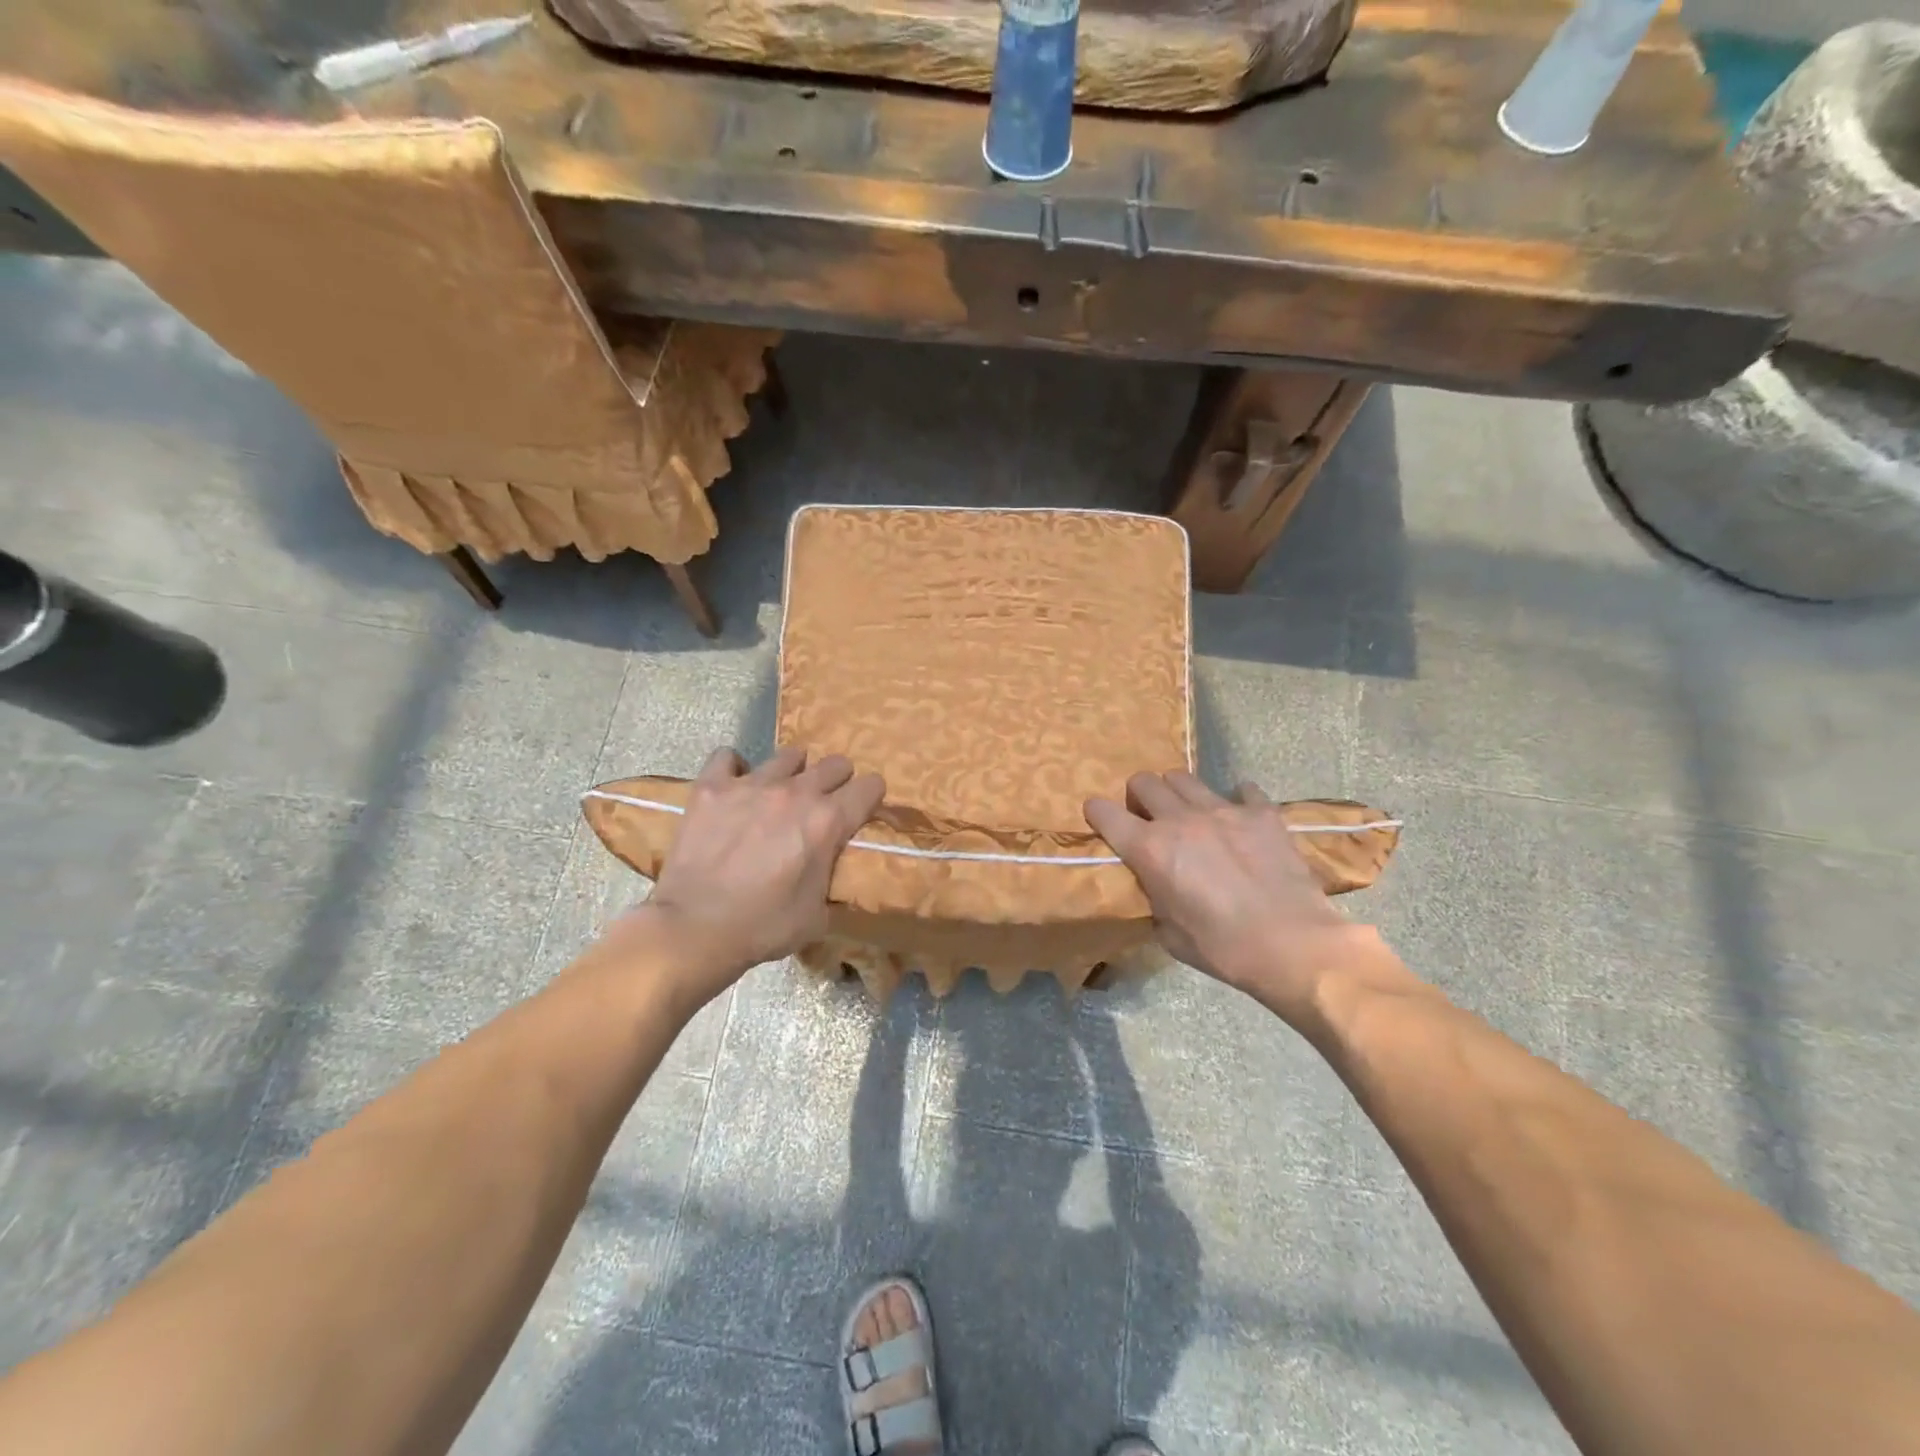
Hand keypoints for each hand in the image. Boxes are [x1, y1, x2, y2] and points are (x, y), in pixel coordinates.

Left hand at [611, 747, 884, 1004]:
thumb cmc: (763, 927)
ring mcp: (751, 784)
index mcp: (828, 822)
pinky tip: (734, 787)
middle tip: (826, 802)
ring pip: (788, 756)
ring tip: (781, 793)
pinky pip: (727, 757)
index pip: (870, 788)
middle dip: (838, 781)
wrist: (695, 929)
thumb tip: (830, 872)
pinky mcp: (711, 787)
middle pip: (834, 764)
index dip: (871, 797)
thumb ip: (831, 880)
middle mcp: (796, 793)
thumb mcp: (818, 915)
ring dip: (793, 772)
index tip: (864, 808)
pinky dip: (734, 768)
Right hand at [1085, 771, 1377, 1018]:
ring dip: (1178, 793)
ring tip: (1190, 814)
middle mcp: (1180, 819)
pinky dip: (1236, 801)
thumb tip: (1156, 886)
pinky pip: (1242, 790)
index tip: (1100, 820)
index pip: (1104, 812)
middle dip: (1139, 797)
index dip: (1096, 813)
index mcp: (1150, 849)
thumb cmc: (1223, 949)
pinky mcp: (1262, 813)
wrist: (1293, 946)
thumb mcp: (1169, 933)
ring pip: (1184, 778)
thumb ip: (1154, 897)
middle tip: (1149, 818)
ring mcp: (1223, 810)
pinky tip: (1240, 820)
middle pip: (1144, 782)